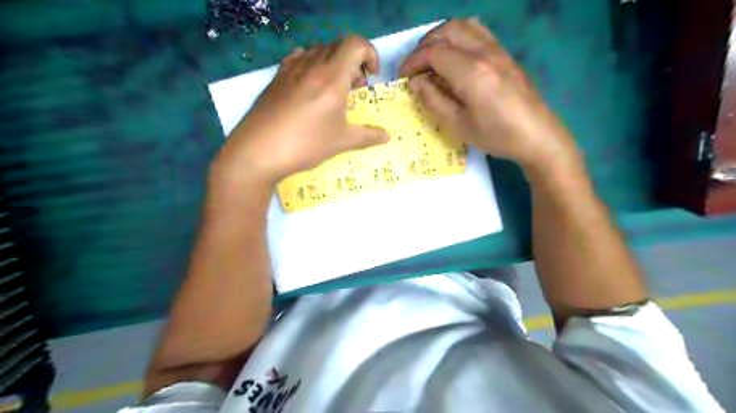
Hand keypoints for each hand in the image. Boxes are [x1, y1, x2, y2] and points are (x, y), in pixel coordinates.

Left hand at [213, 36, 389, 184]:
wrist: (258, 150)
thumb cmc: (306, 143)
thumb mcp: (342, 142)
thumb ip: (368, 136)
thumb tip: (387, 136)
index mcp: (332, 76)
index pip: (356, 44)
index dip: (370, 54)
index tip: (371, 77)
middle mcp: (312, 64)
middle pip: (339, 46)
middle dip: (354, 62)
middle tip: (356, 89)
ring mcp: (291, 68)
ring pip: (319, 51)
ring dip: (334, 64)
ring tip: (334, 91)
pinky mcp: (277, 77)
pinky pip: (300, 59)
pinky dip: (313, 66)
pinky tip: (310, 89)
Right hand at [400, 19, 577, 172]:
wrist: (537, 136)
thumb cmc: (495, 135)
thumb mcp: (458, 125)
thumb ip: (433, 100)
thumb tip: (415, 81)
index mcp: (470, 72)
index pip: (433, 53)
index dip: (413, 62)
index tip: (402, 77)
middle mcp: (484, 52)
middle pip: (446, 31)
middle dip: (424, 46)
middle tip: (414, 67)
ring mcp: (497, 50)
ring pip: (463, 26)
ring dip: (441, 37)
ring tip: (431, 59)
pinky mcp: (505, 54)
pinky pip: (478, 32)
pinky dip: (459, 36)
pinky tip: (455, 55)